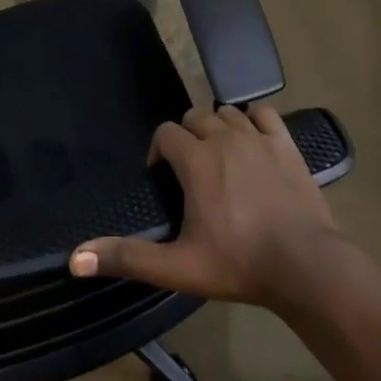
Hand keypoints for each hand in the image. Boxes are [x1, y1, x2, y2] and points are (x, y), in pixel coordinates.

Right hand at [69, 104, 341, 307]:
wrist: (305, 264)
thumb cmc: (238, 263)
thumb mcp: (177, 267)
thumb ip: (127, 258)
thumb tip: (75, 259)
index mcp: (196, 160)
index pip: (166, 133)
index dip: (159, 151)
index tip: (163, 178)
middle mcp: (224, 137)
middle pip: (195, 117)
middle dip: (187, 137)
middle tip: (191, 172)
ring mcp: (258, 137)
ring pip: (228, 113)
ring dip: (218, 128)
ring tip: (219, 159)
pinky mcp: (286, 143)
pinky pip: (263, 114)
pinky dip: (253, 122)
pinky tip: (253, 144)